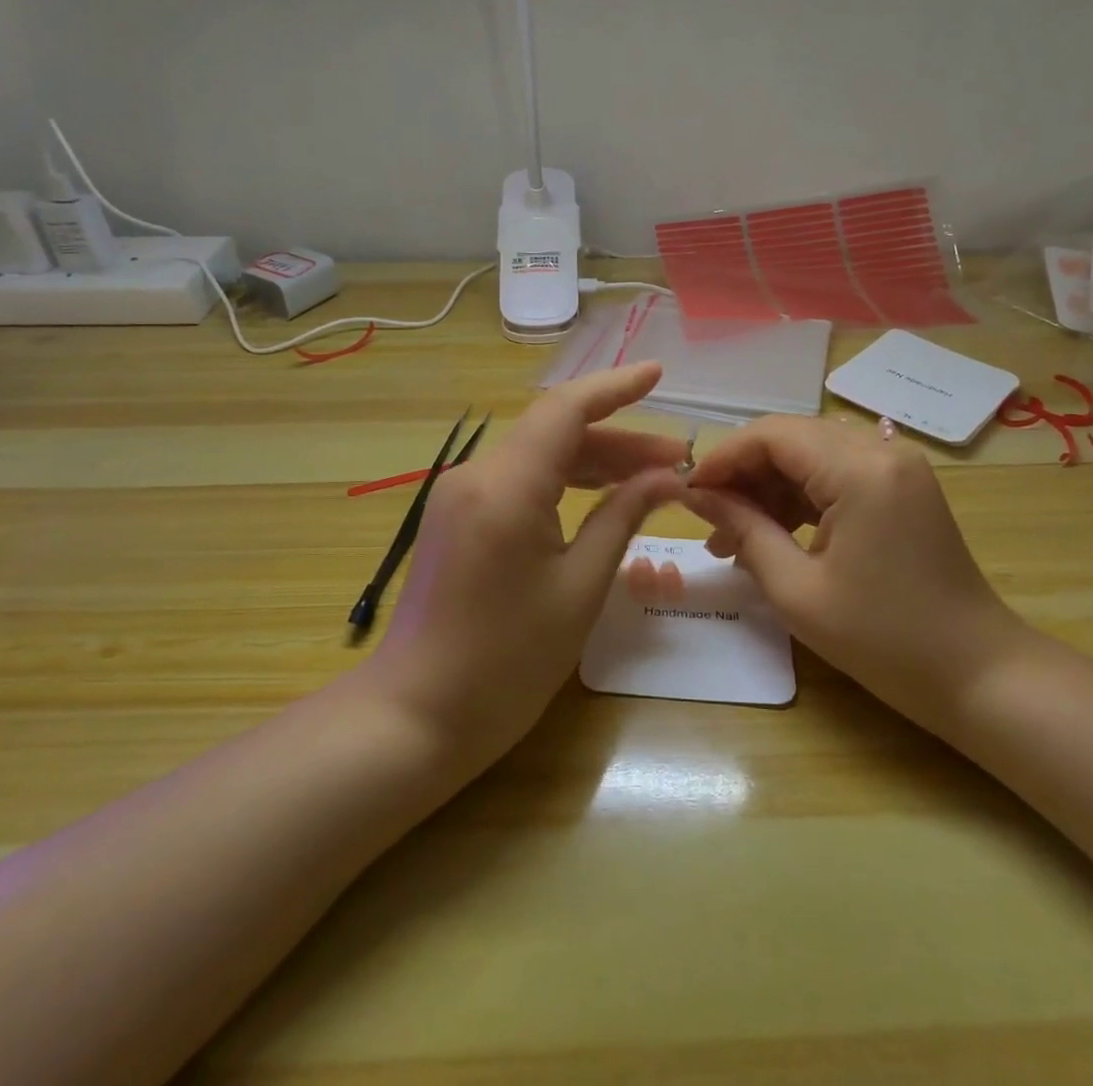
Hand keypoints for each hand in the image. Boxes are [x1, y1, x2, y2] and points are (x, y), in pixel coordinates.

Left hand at [367, 363, 688, 768]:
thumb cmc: (507, 663)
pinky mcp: (455, 517)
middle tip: (676, 461)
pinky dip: (561, 483)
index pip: (566, 410)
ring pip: (537, 456)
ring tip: (652, 478)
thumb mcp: (579, 588)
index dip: (615, 387)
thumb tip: (666, 479)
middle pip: (555, 433)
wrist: (416, 717)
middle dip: (618, 439)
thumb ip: (621, 519)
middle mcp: (476, 474)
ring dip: (592, 461)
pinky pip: (517, 482)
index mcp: (507, 486)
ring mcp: (459, 495)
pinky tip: (600, 498)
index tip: (658, 375)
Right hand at [683, 416, 1026, 734]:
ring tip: (733, 537)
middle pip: (791, 438)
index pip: (772, 434)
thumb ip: (743, 529)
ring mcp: (897, 466)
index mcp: (860, 470)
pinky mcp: (902, 487)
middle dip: (743, 473)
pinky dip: (800, 497)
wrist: (979, 675)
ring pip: (811, 455)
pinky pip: (836, 474)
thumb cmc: (884, 640)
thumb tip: (697, 496)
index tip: (688, 493)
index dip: (723, 457)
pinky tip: (773, 534)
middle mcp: (882, 451)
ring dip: (769, 487)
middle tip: (707, 519)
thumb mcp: (797, 590)